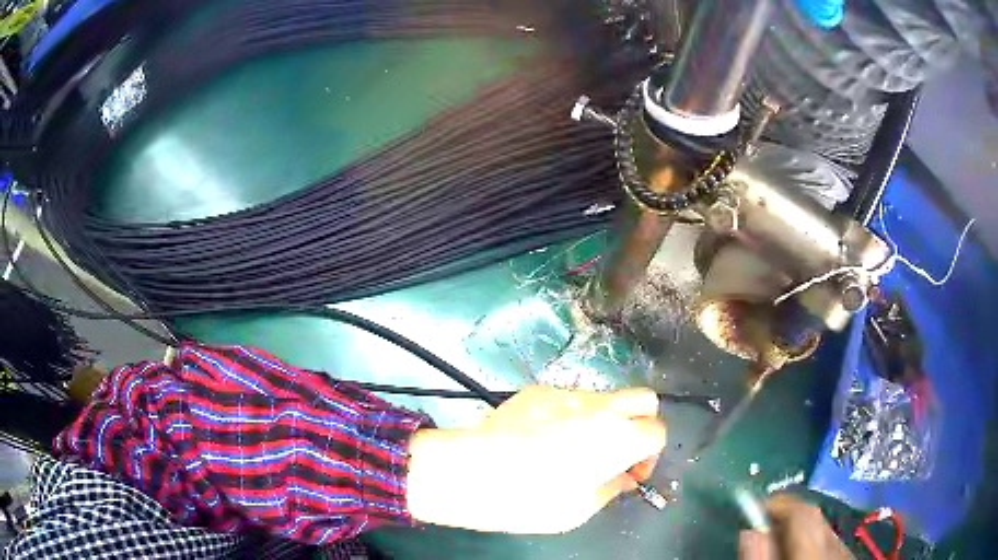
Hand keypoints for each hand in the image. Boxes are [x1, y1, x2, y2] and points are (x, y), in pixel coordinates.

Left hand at [406, 386, 666, 533]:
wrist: (472, 472)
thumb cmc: (530, 500)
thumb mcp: (579, 509)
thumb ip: (611, 488)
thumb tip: (623, 477)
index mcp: (618, 439)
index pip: (658, 431)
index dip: (651, 455)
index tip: (632, 472)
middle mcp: (600, 408)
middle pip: (644, 399)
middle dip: (640, 423)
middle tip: (619, 450)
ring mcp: (568, 394)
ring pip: (605, 397)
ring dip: (604, 419)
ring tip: (574, 447)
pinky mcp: (539, 390)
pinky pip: (568, 399)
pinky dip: (570, 415)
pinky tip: (543, 437)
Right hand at [739, 495, 854, 559]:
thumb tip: (749, 530)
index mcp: (813, 554)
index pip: (801, 512)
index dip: (778, 505)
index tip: (754, 510)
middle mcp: (835, 548)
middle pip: (814, 516)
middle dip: (787, 517)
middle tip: (762, 528)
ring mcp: (845, 555)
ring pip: (824, 527)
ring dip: (800, 529)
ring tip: (779, 545)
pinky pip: (832, 541)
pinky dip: (813, 542)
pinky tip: (801, 556)